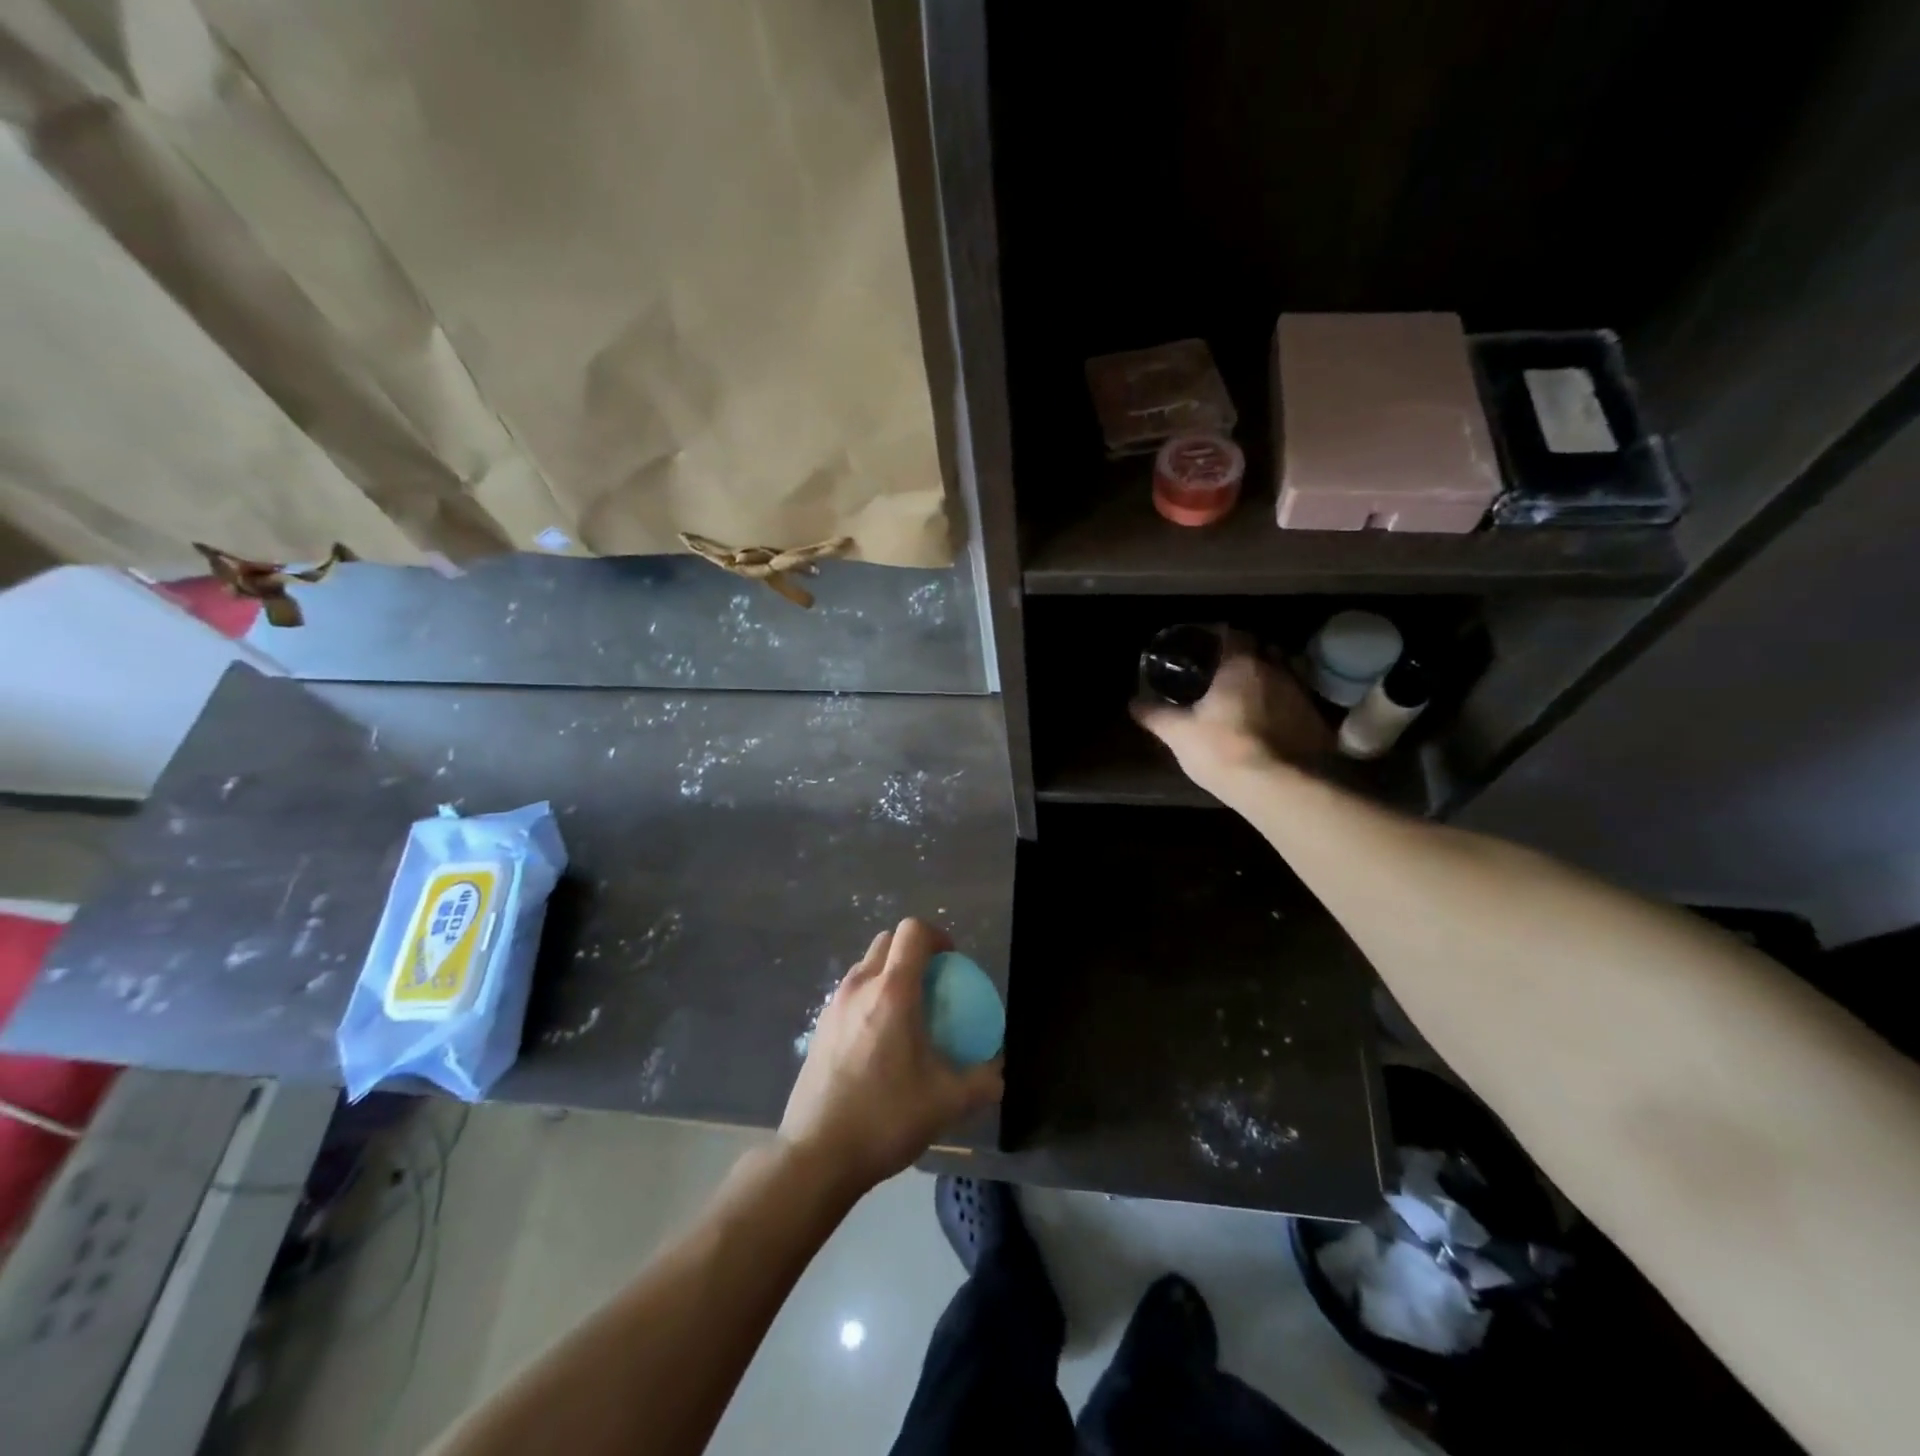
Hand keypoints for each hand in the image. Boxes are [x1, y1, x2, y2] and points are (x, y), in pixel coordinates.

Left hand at [778, 918, 1002, 1195]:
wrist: (816, 1154)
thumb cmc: (884, 1118)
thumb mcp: (945, 1103)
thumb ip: (980, 1083)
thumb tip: (998, 1073)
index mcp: (892, 992)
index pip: (913, 932)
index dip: (937, 936)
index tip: (953, 962)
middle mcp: (859, 987)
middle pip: (887, 941)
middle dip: (913, 950)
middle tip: (933, 984)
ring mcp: (834, 1005)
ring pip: (866, 966)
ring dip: (889, 973)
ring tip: (907, 1013)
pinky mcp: (819, 1027)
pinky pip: (850, 993)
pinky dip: (870, 998)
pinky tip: (879, 1041)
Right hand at [1132, 647, 1331, 797]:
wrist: (1280, 787)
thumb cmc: (1222, 749)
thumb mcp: (1178, 734)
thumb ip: (1156, 715)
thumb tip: (1133, 703)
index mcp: (1241, 664)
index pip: (1233, 634)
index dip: (1217, 638)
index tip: (1203, 648)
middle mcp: (1277, 670)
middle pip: (1262, 651)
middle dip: (1245, 658)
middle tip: (1223, 675)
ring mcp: (1302, 695)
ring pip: (1283, 676)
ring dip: (1267, 682)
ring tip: (1248, 700)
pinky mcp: (1317, 721)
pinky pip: (1297, 703)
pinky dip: (1283, 707)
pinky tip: (1270, 725)